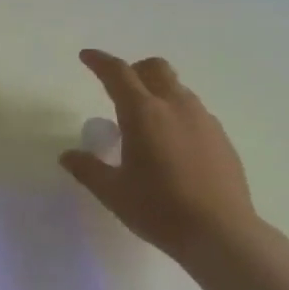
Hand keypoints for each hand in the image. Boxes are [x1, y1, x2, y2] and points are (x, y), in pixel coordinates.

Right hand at [60, 49, 259, 263]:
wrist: (221, 233)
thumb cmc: (158, 209)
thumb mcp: (112, 192)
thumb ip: (87, 168)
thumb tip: (68, 155)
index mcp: (143, 113)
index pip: (118, 74)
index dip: (99, 62)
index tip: (86, 56)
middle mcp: (176, 107)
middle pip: (155, 69)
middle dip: (133, 70)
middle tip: (117, 89)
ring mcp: (203, 120)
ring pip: (177, 89)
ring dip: (156, 92)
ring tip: (144, 123)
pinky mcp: (221, 137)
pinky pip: (194, 112)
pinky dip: (176, 114)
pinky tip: (171, 146)